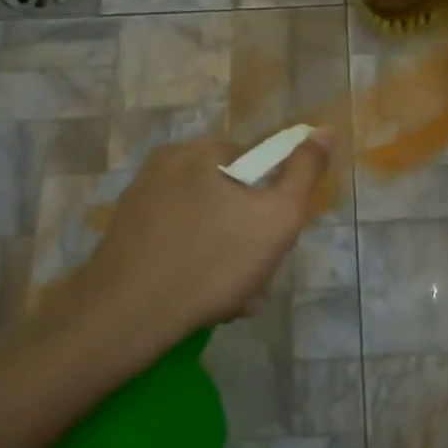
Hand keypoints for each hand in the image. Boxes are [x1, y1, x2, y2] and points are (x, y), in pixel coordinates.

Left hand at [52, 133, 331, 365]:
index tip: (273, 244)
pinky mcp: (124, 231)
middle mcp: (167, 163)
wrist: (124, 316)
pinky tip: (197, 297)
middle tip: (252, 280)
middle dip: (249, 238)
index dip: (274, 206)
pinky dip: (193, 263)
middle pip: (231, 196)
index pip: (259, 166)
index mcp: (202, 150)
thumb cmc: (212, 262)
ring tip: (227, 298)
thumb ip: (305, 172)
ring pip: (206, 223)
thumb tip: (323, 130)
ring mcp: (140, 198)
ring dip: (225, 257)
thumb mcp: (278, 218)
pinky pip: (177, 240)